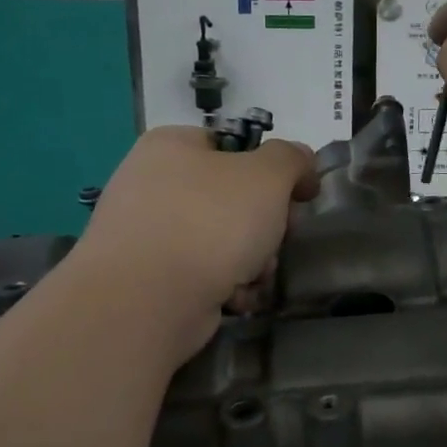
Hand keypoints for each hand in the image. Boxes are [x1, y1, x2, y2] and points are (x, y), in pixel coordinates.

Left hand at [75, 127, 317, 360]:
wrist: (146, 301)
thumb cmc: (210, 222)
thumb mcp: (267, 175)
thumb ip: (291, 159)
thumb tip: (300, 163)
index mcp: (171, 145)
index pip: (233, 146)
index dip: (272, 170)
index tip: (297, 197)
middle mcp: (151, 183)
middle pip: (231, 198)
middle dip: (265, 225)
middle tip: (278, 240)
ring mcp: (145, 234)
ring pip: (221, 240)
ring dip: (251, 261)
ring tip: (254, 277)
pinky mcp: (148, 279)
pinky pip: (201, 274)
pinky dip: (224, 286)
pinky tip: (233, 299)